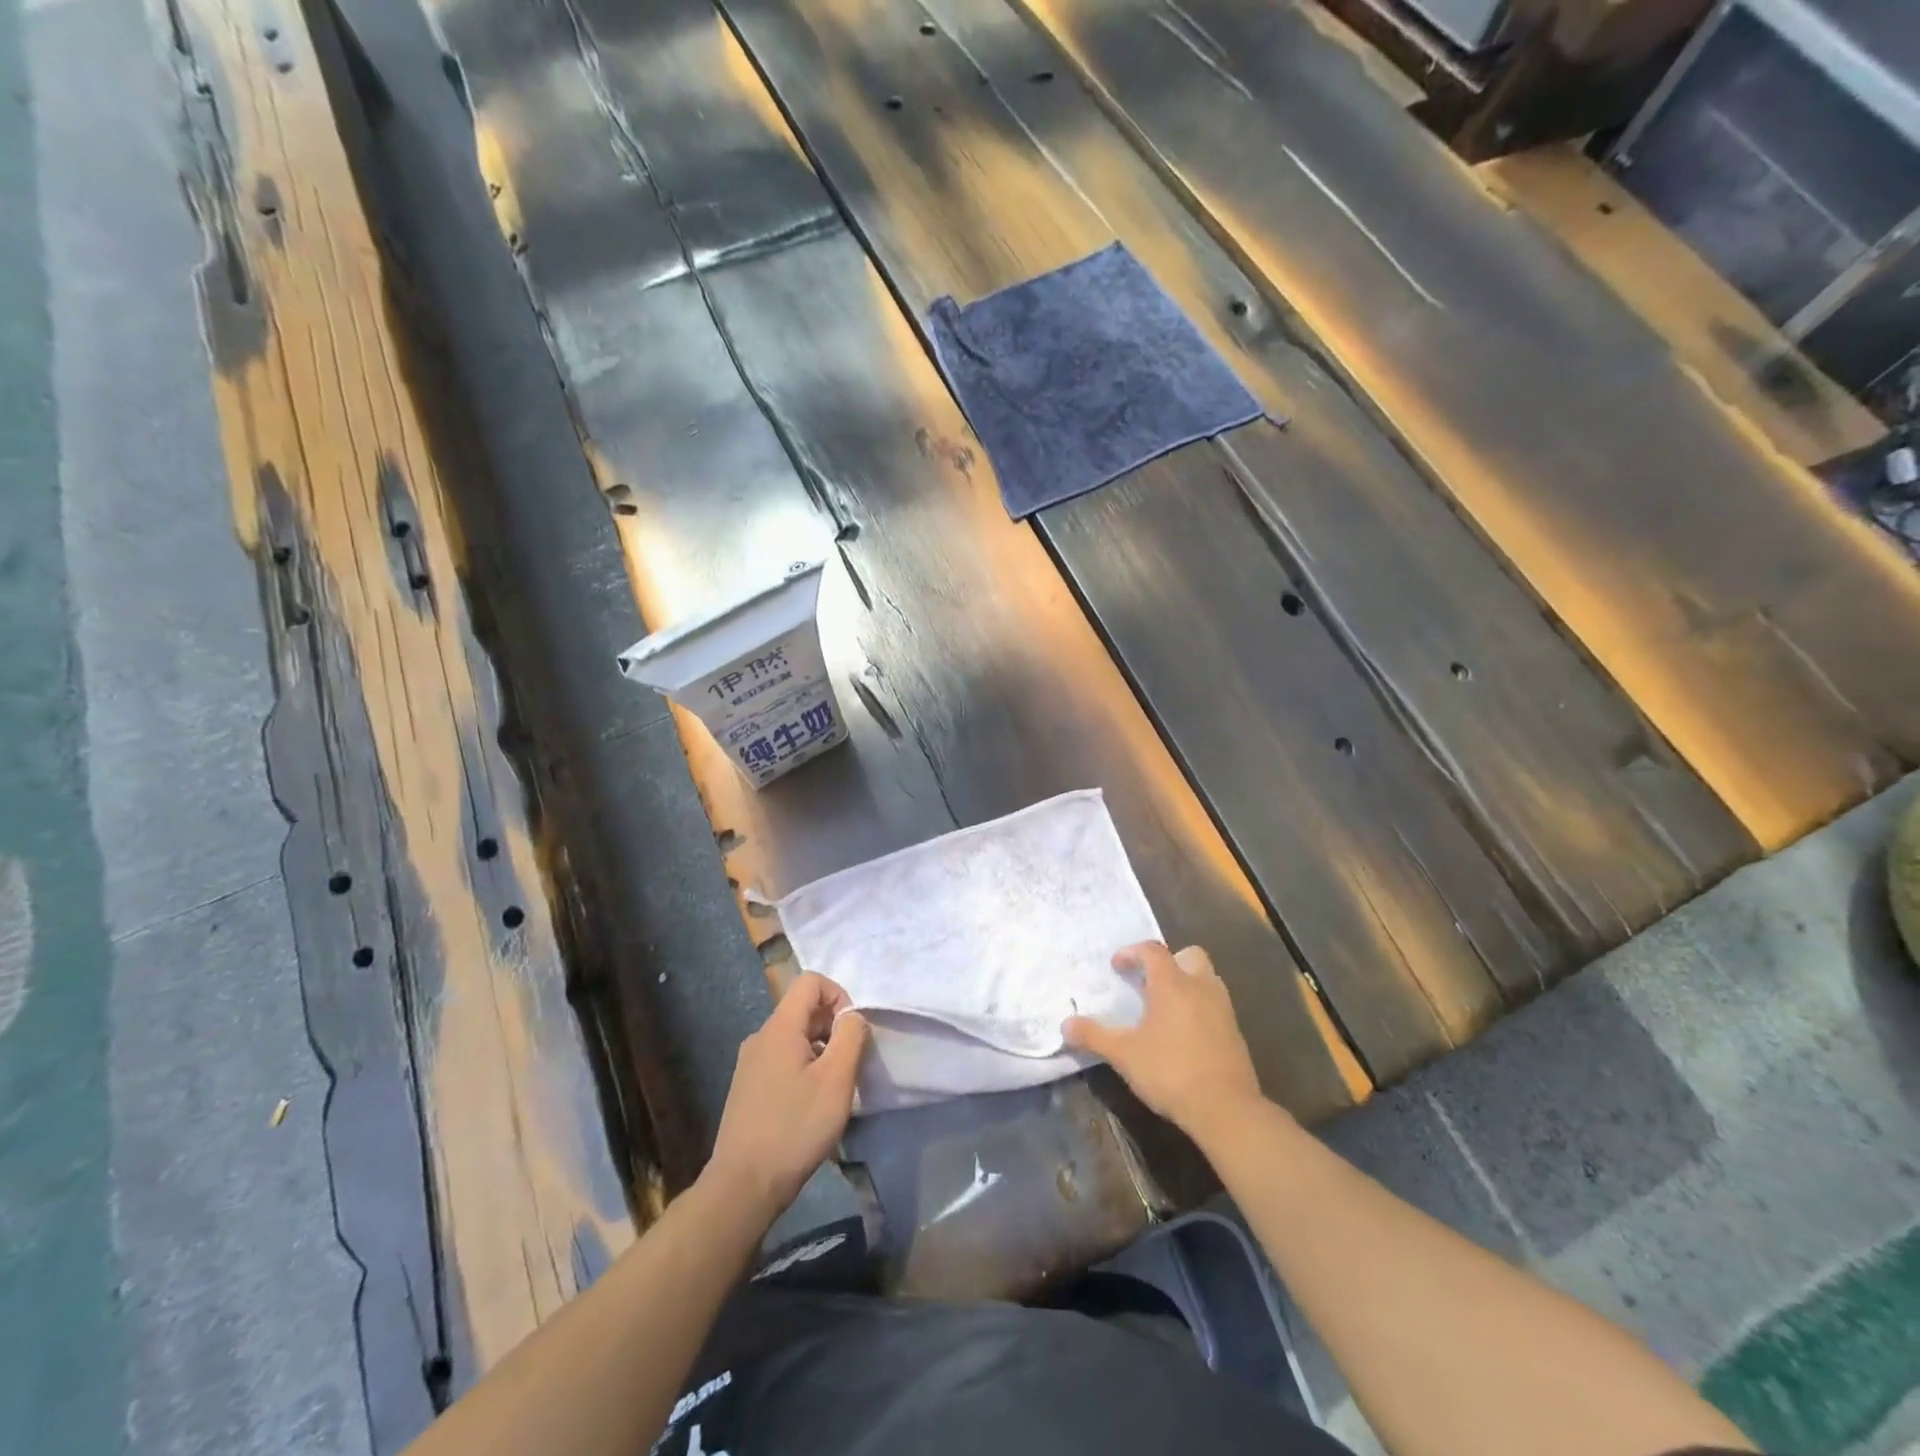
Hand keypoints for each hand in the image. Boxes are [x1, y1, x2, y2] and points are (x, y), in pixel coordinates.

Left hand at [706, 973, 869, 1217]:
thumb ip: (851, 1037)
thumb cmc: (795, 1128)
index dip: (839, 996)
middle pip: (803, 1009)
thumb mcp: (836, 1080)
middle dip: (832, 1026)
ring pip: (794, 1037)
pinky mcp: (747, 1088)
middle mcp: (760, 1037)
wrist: (743, 1186)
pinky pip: (782, 1059)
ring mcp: (750, 1063)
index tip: (852, 1033)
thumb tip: (852, 1016)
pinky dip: (803, 1068)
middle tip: (849, 1065)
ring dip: (820, 1050)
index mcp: (779, 1028)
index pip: (811, 982)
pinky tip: (810, 1105)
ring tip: (832, 1089)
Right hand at [1063, 942, 1263, 1140]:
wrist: (1226, 1109)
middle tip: (1148, 983)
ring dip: (1186, 983)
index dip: (1132, 952)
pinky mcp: (1235, 1032)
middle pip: (1188, 955)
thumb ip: (1094, 1036)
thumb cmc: (1171, 1072)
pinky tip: (1183, 1034)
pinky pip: (1214, 1004)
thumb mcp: (1123, 1055)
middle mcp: (1200, 987)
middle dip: (1168, 962)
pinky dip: (1198, 1007)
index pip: (1152, 950)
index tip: (1117, 966)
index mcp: (1172, 984)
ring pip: (1205, 978)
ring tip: (1165, 1008)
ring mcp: (1222, 1008)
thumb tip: (1065, 1025)